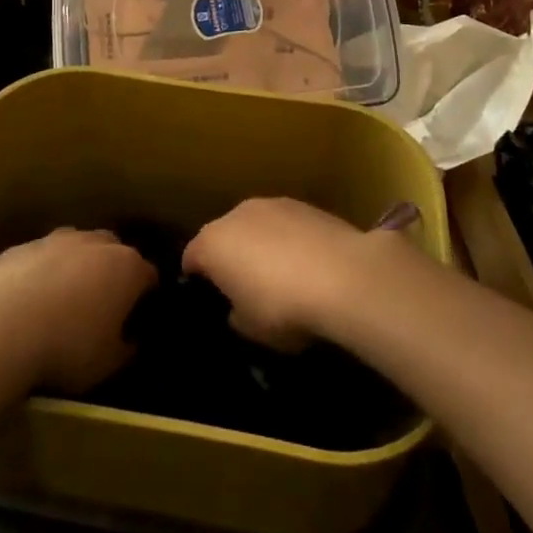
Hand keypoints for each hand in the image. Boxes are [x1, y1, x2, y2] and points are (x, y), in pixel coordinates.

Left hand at [0, 228, 157, 393]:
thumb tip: (130, 341)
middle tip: (100, 305)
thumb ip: (125, 348)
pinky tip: (26, 302)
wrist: (3, 329)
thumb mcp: (107, 364)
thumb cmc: (68, 347)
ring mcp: (56, 240)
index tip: (137, 316)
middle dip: (111, 272)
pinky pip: (39, 258)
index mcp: (126, 267)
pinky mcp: (22, 247)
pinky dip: (40, 274)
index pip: (148, 274)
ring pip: (75, 248)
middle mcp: (95, 243)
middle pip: (113, 250)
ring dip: (74, 267)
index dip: (145, 295)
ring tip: (61, 301)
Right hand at [181, 197, 387, 350]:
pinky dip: (289, 240)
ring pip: (256, 226)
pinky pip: (285, 225)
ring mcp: (272, 203)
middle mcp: (237, 213)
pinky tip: (307, 264)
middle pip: (224, 235)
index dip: (196, 279)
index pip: (191, 258)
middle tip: (245, 288)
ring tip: (280, 275)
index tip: (208, 298)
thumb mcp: (250, 329)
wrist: (342, 275)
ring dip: (261, 245)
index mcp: (212, 243)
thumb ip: (235, 314)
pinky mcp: (305, 204)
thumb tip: (238, 307)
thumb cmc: (282, 307)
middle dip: (230, 257)